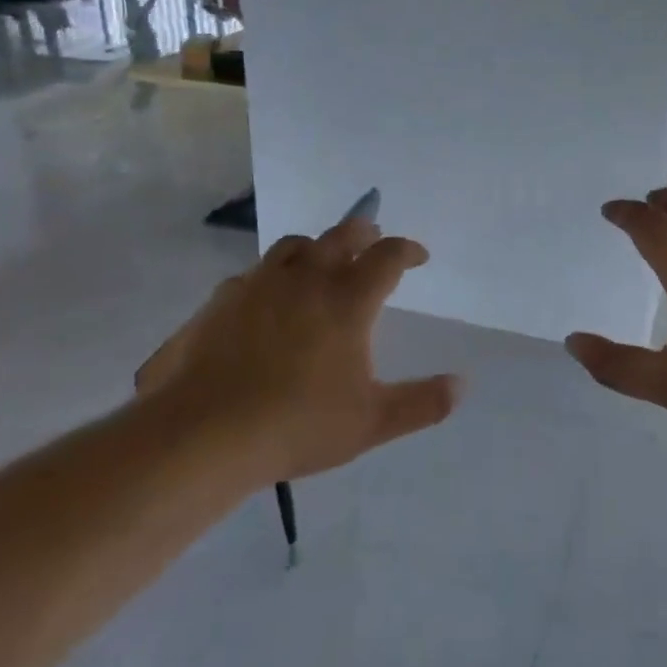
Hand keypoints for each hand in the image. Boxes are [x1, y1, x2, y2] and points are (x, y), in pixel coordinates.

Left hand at [136, 216, 460, 482]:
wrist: (203, 434)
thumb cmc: (297, 425)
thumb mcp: (371, 422)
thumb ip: (421, 402)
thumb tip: (462, 384)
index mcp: (347, 300)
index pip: (387, 256)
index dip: (407, 250)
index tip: (418, 257)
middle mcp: (306, 279)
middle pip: (342, 235)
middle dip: (364, 232)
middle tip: (373, 240)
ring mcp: (259, 285)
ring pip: (295, 246)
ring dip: (317, 247)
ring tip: (322, 261)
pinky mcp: (221, 301)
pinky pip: (255, 274)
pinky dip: (273, 277)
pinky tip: (267, 300)